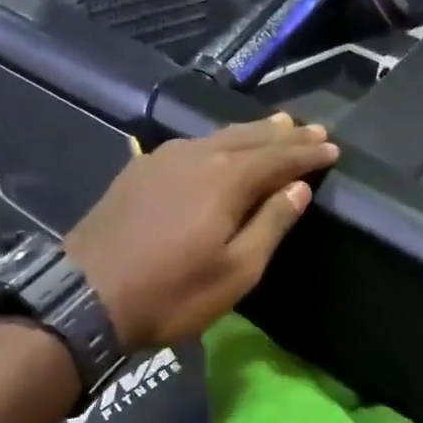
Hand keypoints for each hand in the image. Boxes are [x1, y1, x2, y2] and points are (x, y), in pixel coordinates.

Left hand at [65, 113, 338, 352]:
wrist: (88, 296)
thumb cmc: (172, 293)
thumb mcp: (236, 271)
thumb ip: (270, 225)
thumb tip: (298, 189)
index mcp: (227, 178)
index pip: (280, 157)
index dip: (308, 153)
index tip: (333, 149)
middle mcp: (197, 155)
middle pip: (250, 137)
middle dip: (284, 134)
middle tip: (312, 129)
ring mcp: (163, 159)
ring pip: (218, 136)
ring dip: (251, 133)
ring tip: (276, 126)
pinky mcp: (139, 170)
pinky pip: (191, 145)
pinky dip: (217, 142)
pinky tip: (218, 146)